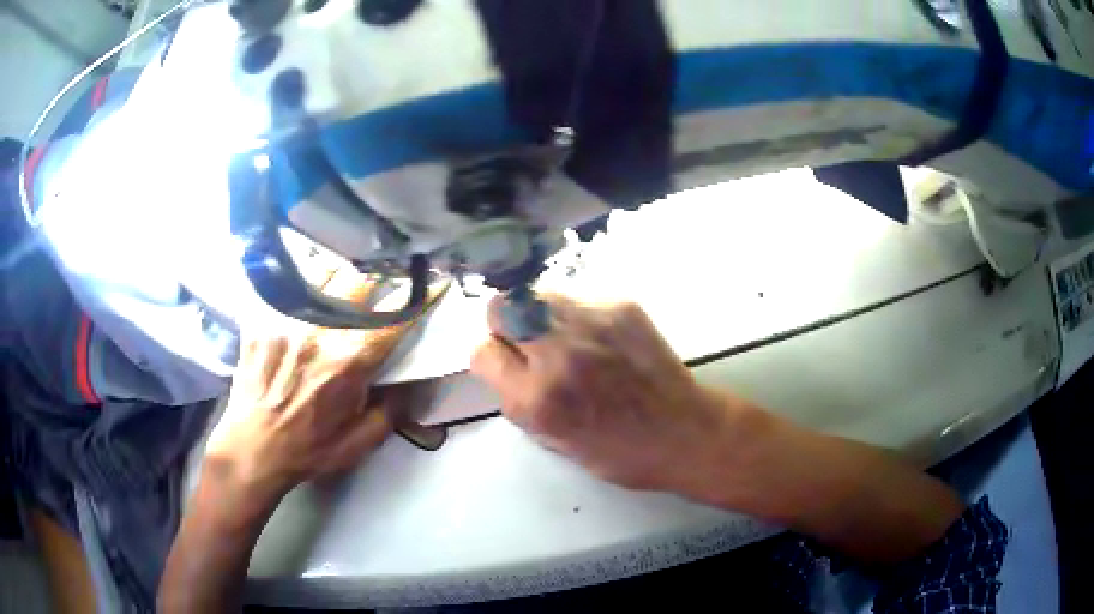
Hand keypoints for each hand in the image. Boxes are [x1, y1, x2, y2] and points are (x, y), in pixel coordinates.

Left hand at [205, 267, 416, 508]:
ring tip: (344, 278)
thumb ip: (393, 409)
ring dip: (340, 275)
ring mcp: (286, 322)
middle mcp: (320, 332)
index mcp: (349, 363)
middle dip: (379, 277)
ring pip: (321, 276)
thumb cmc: (309, 449)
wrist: (252, 448)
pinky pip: (284, 289)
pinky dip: (298, 285)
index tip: (434, 285)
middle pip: (358, 283)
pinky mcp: (260, 322)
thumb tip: (414, 381)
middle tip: (385, 277)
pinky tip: (301, 289)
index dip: (419, 300)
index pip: (393, 320)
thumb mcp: (360, 442)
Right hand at [471, 295, 753, 493]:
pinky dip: (579, 317)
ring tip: (565, 339)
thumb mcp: (552, 440)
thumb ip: (519, 399)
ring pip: (537, 295)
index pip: (482, 352)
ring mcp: (590, 323)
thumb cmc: (618, 452)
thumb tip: (506, 364)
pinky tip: (602, 340)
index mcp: (535, 398)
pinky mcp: (620, 307)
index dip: (492, 360)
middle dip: (507, 327)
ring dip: (540, 316)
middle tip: (531, 346)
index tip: (508, 366)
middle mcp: (556, 353)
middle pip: (501, 308)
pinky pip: (579, 300)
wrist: (683, 432)